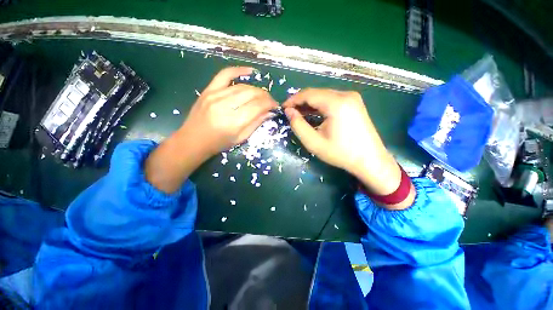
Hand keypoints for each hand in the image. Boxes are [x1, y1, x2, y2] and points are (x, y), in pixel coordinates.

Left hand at [145, 67, 276, 192]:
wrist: (193, 140)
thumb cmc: (219, 144)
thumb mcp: (241, 138)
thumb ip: (256, 124)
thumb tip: (270, 113)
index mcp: (234, 122)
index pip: (258, 106)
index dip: (270, 104)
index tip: (275, 106)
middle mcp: (225, 106)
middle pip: (252, 93)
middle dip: (265, 96)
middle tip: (270, 101)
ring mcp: (215, 95)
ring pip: (242, 86)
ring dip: (256, 90)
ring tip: (261, 95)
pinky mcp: (208, 90)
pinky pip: (225, 74)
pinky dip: (238, 70)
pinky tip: (250, 71)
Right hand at [283, 89, 413, 208]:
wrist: (370, 160)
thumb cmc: (341, 153)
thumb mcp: (314, 142)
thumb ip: (298, 125)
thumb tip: (289, 111)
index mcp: (336, 103)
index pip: (308, 94)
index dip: (293, 100)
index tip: (283, 108)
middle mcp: (346, 94)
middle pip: (316, 93)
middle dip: (301, 102)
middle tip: (290, 113)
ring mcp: (352, 98)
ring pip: (324, 96)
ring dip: (310, 104)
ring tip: (299, 114)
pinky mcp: (355, 103)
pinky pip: (332, 100)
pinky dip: (320, 106)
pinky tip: (313, 114)